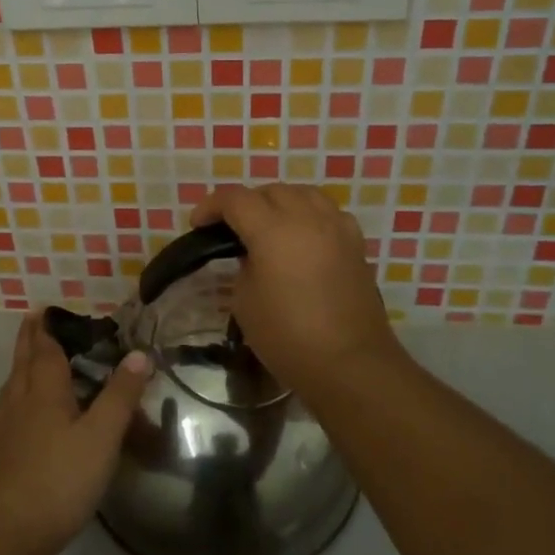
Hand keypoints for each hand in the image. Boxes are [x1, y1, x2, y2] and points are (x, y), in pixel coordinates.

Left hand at [0, 314, 150, 554]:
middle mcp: (20, 401)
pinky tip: (23, 412)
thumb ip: (120, 395)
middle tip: (33, 320)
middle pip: (23, 361)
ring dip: (21, 365)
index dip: (47, 328)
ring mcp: (6, 428)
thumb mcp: (101, 435)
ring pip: (13, 385)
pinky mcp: (1, 454)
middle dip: (29, 339)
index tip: (47, 308)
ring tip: (29, 360)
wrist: (7, 531)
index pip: (44, 348)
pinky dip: (18, 395)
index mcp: (44, 390)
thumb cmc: (59, 476)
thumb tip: (138, 353)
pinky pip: (10, 408)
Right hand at [190, 183, 403, 398]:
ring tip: (268, 225)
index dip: (211, 205)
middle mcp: (307, 218)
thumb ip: (244, 267)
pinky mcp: (356, 245)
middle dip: (246, 202)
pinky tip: (304, 237)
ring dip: (280, 202)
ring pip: (304, 194)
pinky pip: (329, 213)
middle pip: (270, 191)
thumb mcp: (245, 302)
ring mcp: (337, 228)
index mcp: (273, 230)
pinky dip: (310, 215)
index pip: (235, 198)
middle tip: (231, 228)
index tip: (198, 224)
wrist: (350, 364)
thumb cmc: (288, 337)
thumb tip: (254, 255)